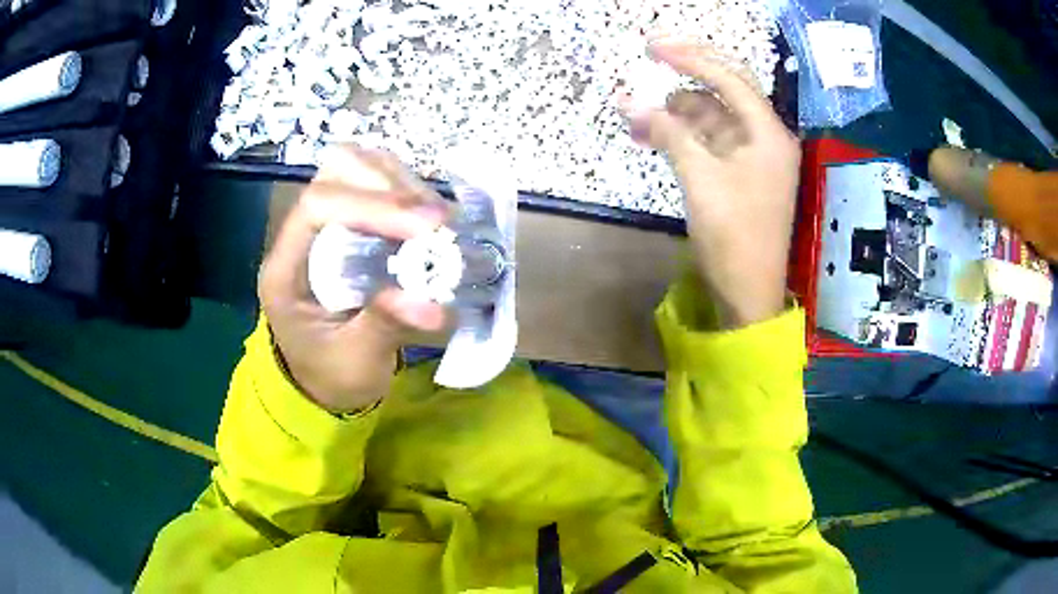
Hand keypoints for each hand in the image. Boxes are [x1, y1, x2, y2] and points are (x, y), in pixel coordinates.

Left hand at [258, 146, 448, 412]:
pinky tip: (430, 219)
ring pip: (360, 166)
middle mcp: (300, 233)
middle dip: (391, 185)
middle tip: (438, 219)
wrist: (321, 379)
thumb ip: (385, 328)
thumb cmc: (330, 374)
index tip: (429, 227)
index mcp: (285, 267)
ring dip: (404, 184)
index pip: (318, 206)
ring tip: (440, 220)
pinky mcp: (348, 224)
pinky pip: (378, 183)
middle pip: (338, 169)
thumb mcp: (354, 362)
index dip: (373, 206)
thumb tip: (436, 306)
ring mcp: (326, 222)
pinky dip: (408, 191)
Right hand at [623, 42, 800, 328]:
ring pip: (713, 115)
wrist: (749, 294)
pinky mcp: (740, 173)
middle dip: (689, 70)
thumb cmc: (733, 237)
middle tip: (652, 53)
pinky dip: (683, 134)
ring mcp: (753, 155)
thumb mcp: (700, 180)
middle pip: (727, 87)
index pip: (728, 79)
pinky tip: (654, 134)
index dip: (690, 58)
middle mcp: (765, 136)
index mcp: (768, 134)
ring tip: (636, 115)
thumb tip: (631, 103)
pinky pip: (709, 139)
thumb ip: (669, 134)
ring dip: (677, 110)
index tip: (652, 48)